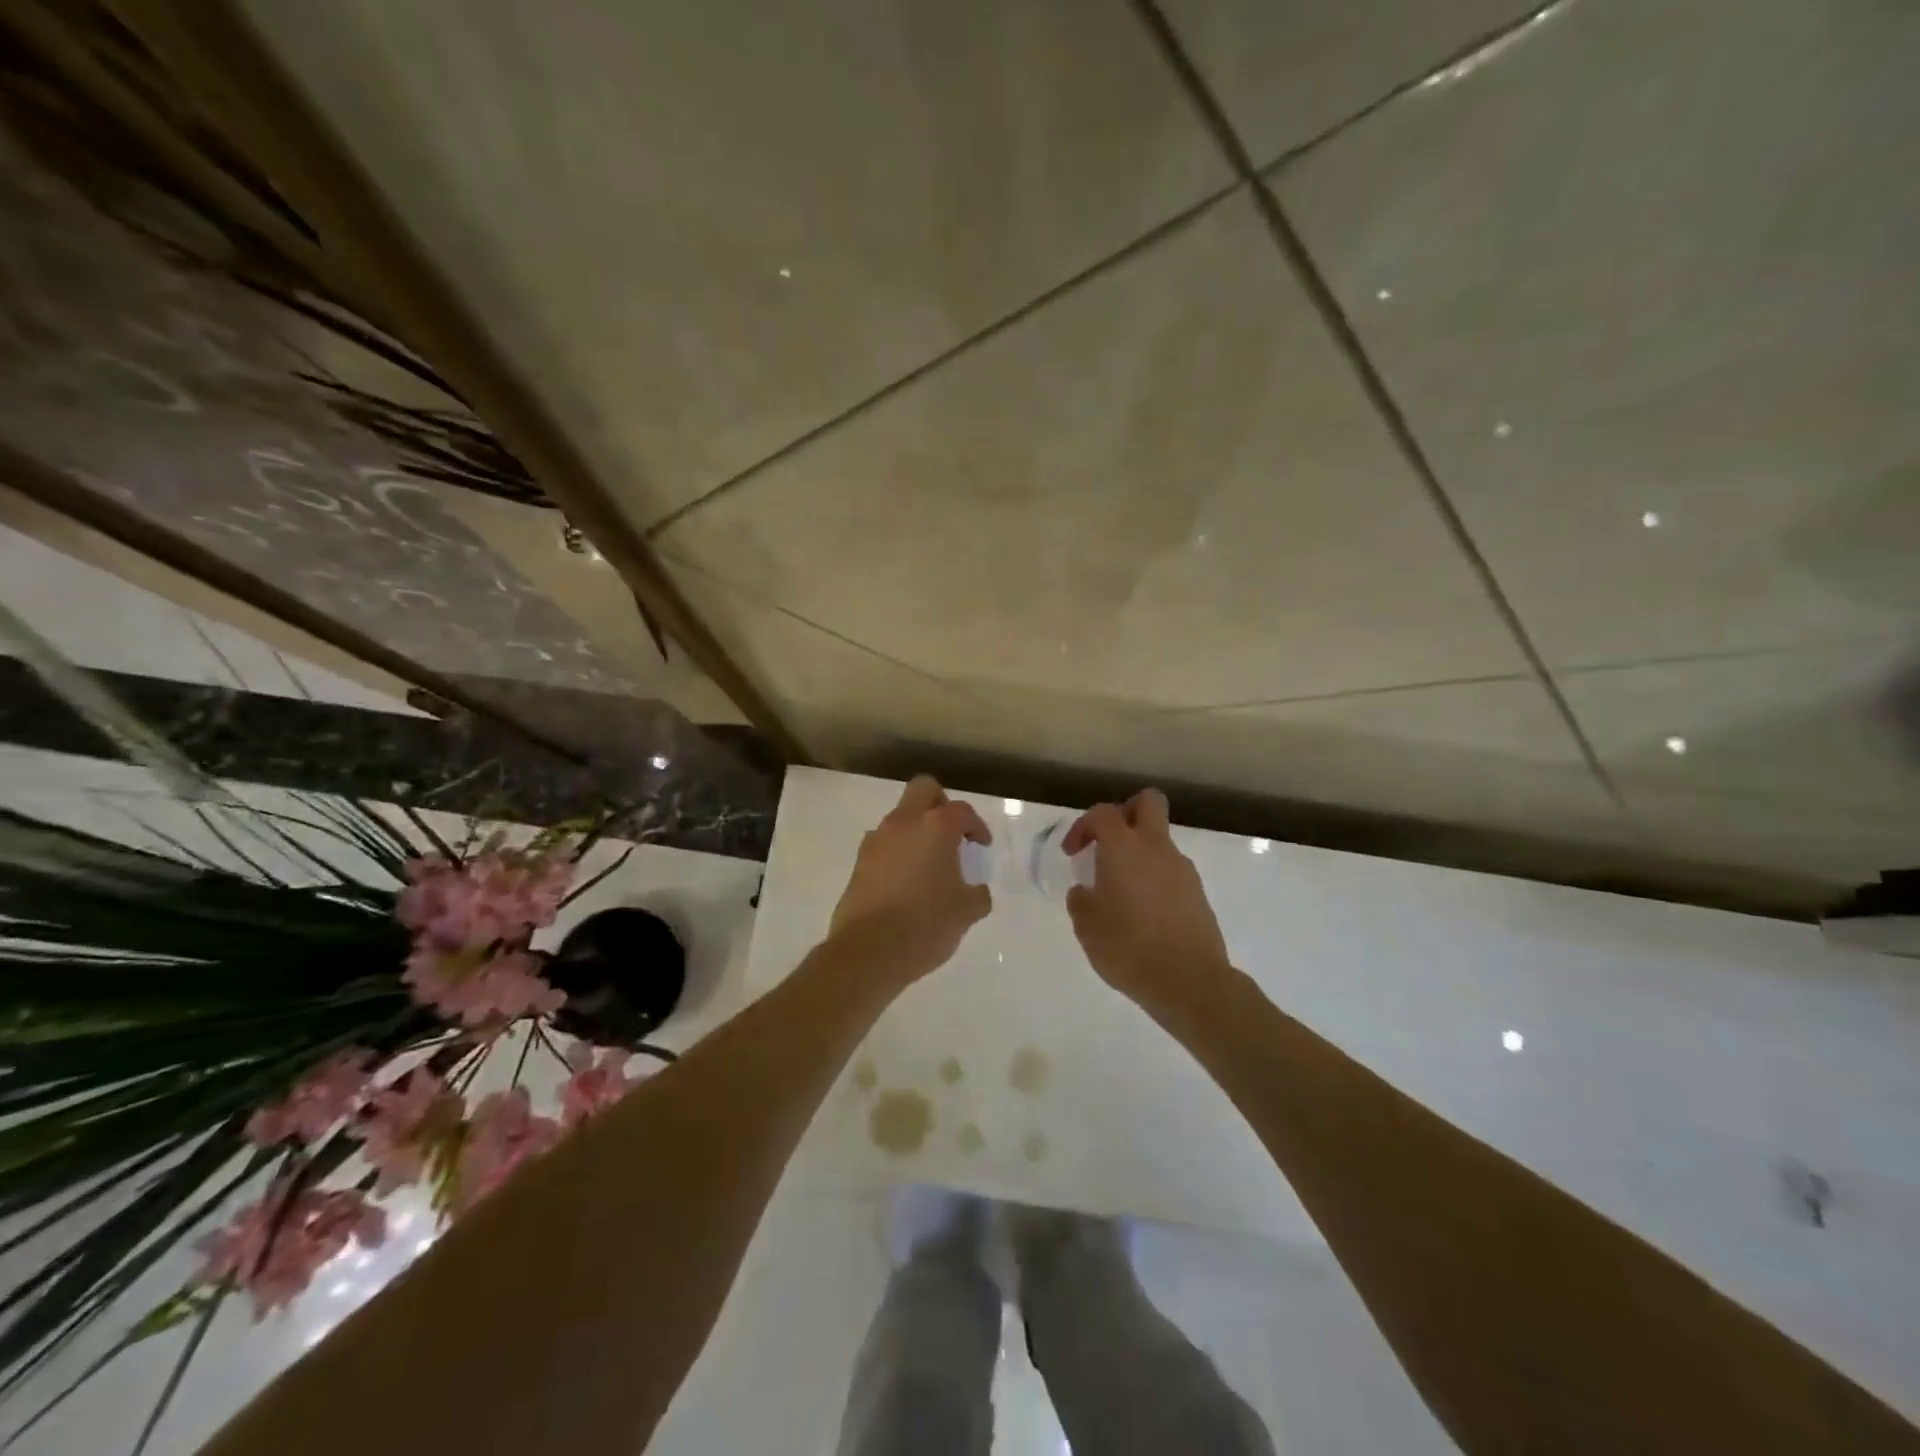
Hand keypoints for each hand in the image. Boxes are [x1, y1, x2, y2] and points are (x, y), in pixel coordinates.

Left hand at [826, 776, 991, 987]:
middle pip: (923, 790)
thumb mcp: (966, 912)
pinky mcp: (859, 863)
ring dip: (917, 831)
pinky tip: (907, 884)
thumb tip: (975, 891)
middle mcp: (903, 824)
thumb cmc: (925, 925)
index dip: (976, 826)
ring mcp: (876, 841)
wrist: (868, 952)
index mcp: (935, 827)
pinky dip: (898, 853)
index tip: (981, 846)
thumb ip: (977, 895)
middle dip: (941, 805)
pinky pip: (884, 845)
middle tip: (952, 834)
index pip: (961, 811)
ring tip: (929, 866)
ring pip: (900, 817)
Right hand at [1063, 788, 1230, 1014]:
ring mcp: (1182, 869)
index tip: (1073, 853)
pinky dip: (1155, 879)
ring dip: (1140, 853)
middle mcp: (1156, 848)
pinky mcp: (1197, 893)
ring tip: (1121, 891)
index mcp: (1124, 848)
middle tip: (1108, 842)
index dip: (1083, 826)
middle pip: (1148, 802)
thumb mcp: (1087, 927)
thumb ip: (1080, 901)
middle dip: (1126, 812)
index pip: (1103, 813)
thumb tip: (1085, 892)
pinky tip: (1143, 913)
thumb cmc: (1128, 948)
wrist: (1189, 981)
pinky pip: (1171, 871)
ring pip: (1160, 840)